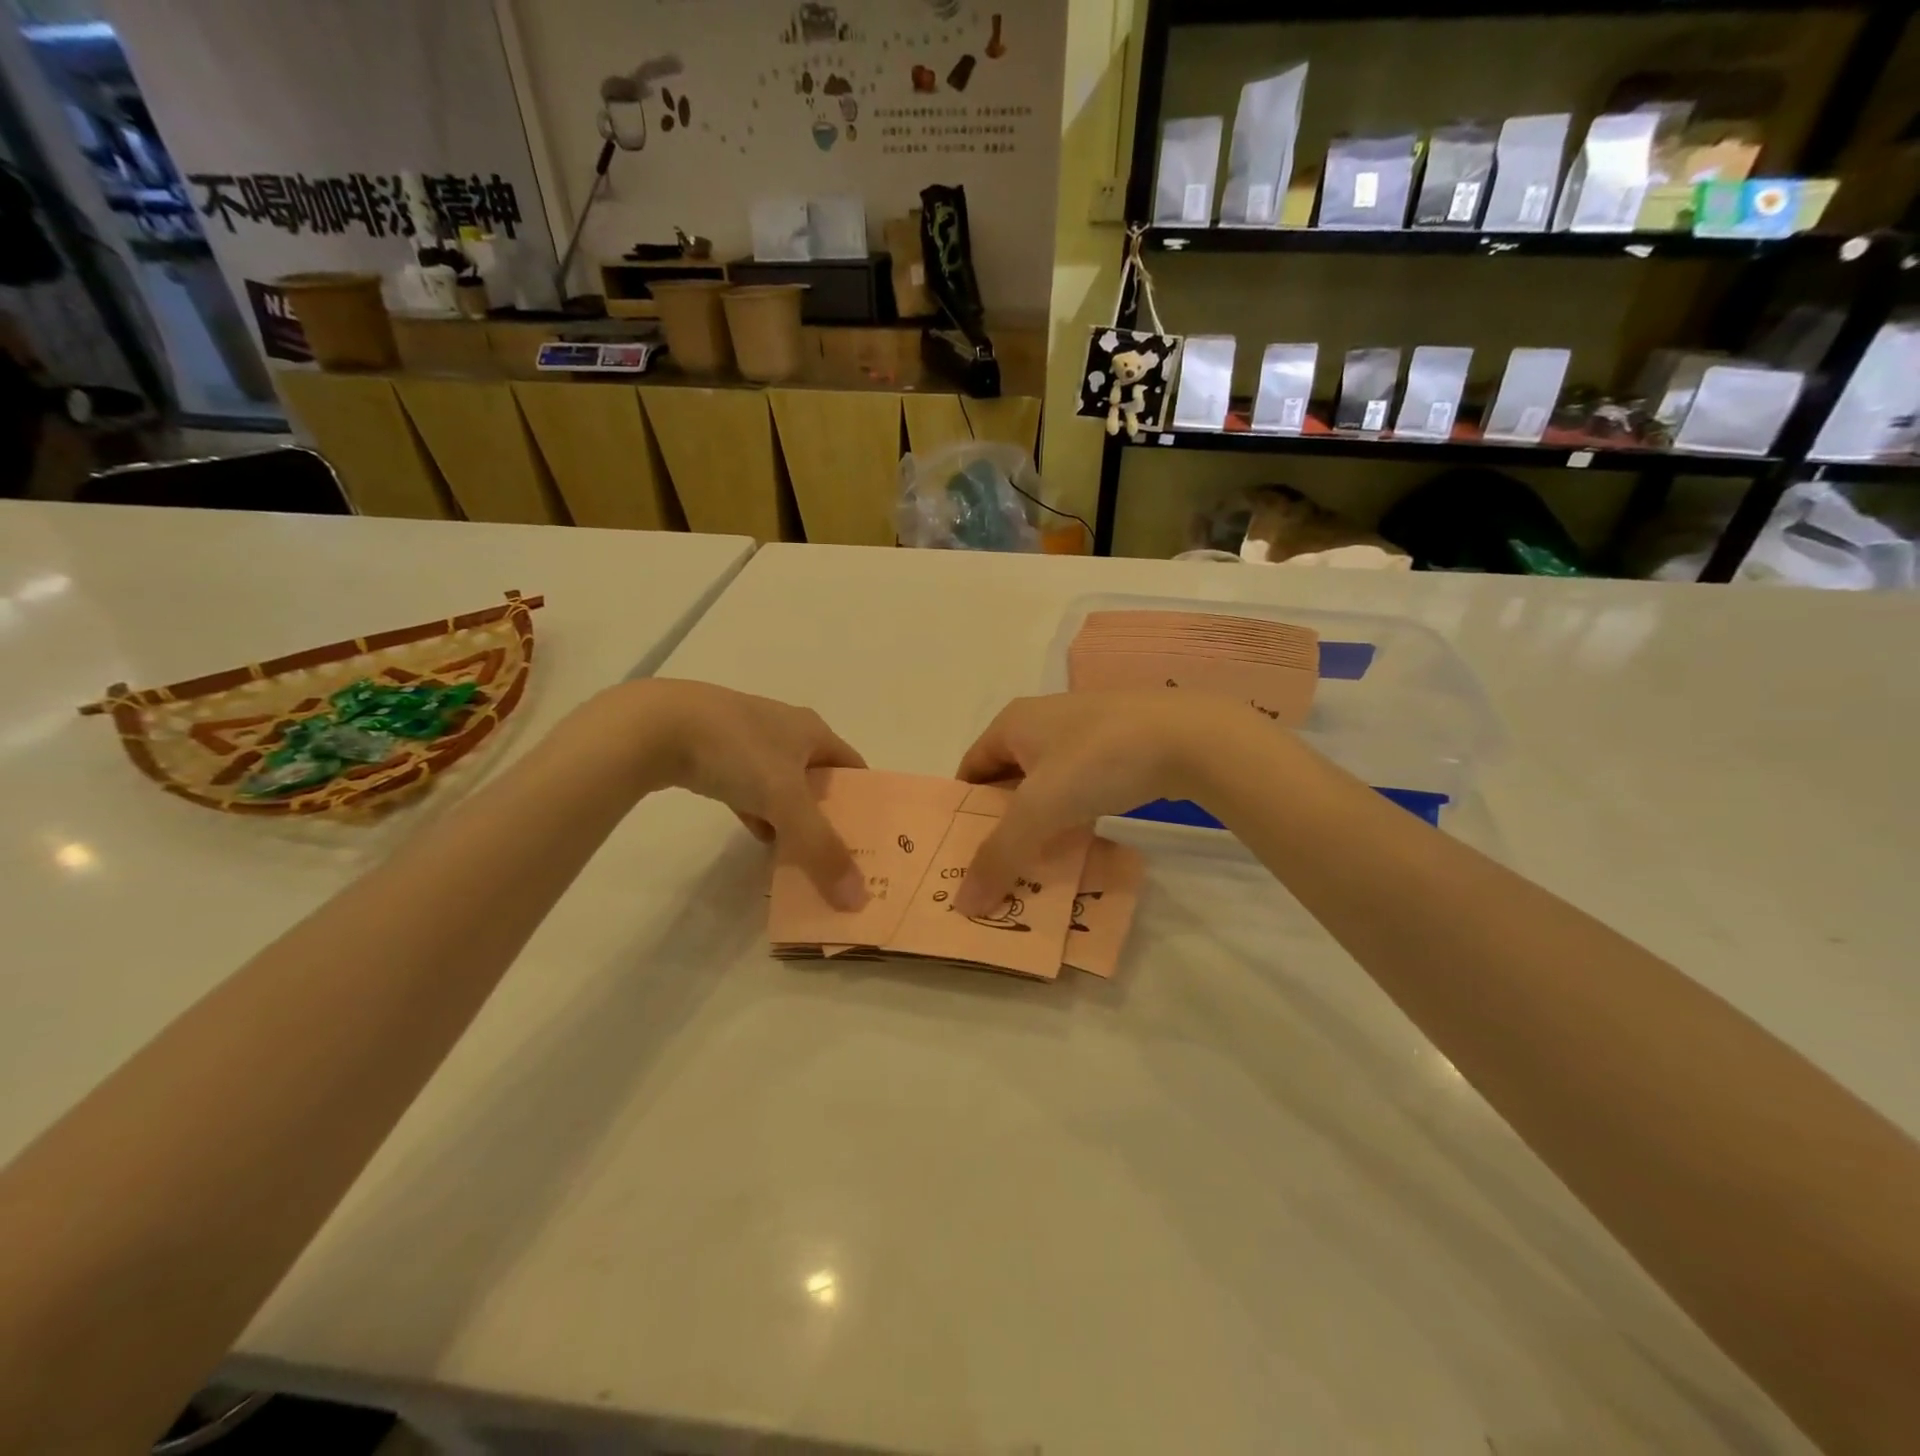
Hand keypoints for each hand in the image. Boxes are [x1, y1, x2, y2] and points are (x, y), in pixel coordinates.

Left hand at [593, 680, 868, 908]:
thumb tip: (857, 899)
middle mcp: (786, 731)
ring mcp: (748, 742)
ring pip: (783, 787)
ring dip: (792, 818)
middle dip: (829, 815)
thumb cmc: (737, 751)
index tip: (871, 839)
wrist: (656, 726)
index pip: (853, 767)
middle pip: (819, 779)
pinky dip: (759, 814)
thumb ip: (821, 849)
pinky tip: (759, 838)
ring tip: (802, 855)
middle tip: (838, 856)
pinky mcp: (716, 754)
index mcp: (813, 731)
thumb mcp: (786, 802)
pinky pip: (750, 790)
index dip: (864, 801)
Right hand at [952, 692, 1252, 915]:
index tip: (964, 854)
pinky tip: (1081, 843)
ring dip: (1039, 822)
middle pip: (1007, 779)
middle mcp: (1042, 721)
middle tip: (999, 868)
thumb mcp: (1040, 809)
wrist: (1190, 736)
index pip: (970, 769)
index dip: (962, 811)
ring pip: (1046, 785)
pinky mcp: (1118, 746)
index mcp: (1013, 722)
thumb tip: (963, 903)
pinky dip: (1072, 814)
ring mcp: (1084, 732)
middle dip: (1002, 823)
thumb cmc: (1098, 760)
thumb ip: (1000, 855)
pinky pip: (1080, 786)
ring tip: (1038, 865)